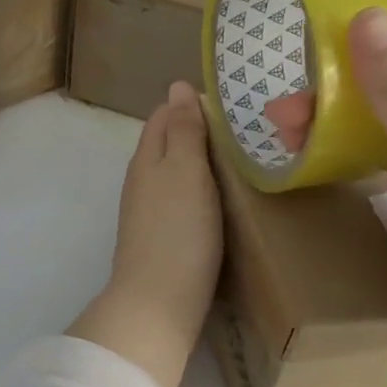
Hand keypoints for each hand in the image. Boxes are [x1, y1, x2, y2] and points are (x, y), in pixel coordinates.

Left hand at [69, 81, 223, 386]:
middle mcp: (142, 179)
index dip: (191, 104)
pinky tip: (221, 198)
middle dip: (198, 131)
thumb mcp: (185, 170)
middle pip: (168, 143)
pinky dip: (200, 190)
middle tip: (244, 130)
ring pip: (174, 172)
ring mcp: (149, 211)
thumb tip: (177, 85)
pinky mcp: (160, 236)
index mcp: (147, 157)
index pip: (164, 115)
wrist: (159, 301)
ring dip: (200, 162)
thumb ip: (183, 129)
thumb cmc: (178, 230)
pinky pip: (180, 199)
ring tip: (239, 159)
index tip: (230, 102)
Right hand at [263, 12, 386, 347]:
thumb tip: (364, 16)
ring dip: (334, 118)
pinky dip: (344, 147)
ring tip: (282, 127)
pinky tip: (305, 149)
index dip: (378, 34)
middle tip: (286, 100)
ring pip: (382, 117)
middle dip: (340, 87)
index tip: (318, 34)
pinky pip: (378, 150)